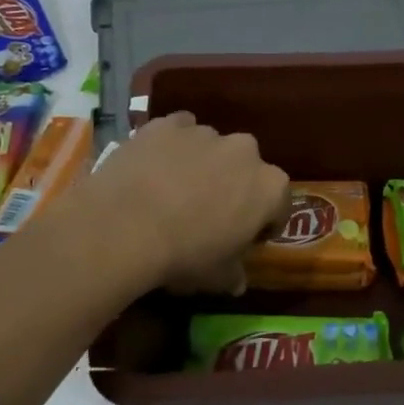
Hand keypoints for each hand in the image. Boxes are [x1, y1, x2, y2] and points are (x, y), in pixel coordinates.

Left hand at [79, 112, 290, 293]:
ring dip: (202, 164)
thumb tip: (237, 280)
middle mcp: (245, 150)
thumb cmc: (183, 255)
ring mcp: (206, 132)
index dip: (264, 223)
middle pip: (246, 168)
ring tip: (175, 190)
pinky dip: (172, 145)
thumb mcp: (216, 277)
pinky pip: (178, 131)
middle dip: (234, 186)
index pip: (279, 204)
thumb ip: (233, 274)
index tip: (246, 239)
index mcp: (269, 187)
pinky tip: (154, 166)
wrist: (124, 225)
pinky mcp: (168, 123)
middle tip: (209, 213)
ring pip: (211, 146)